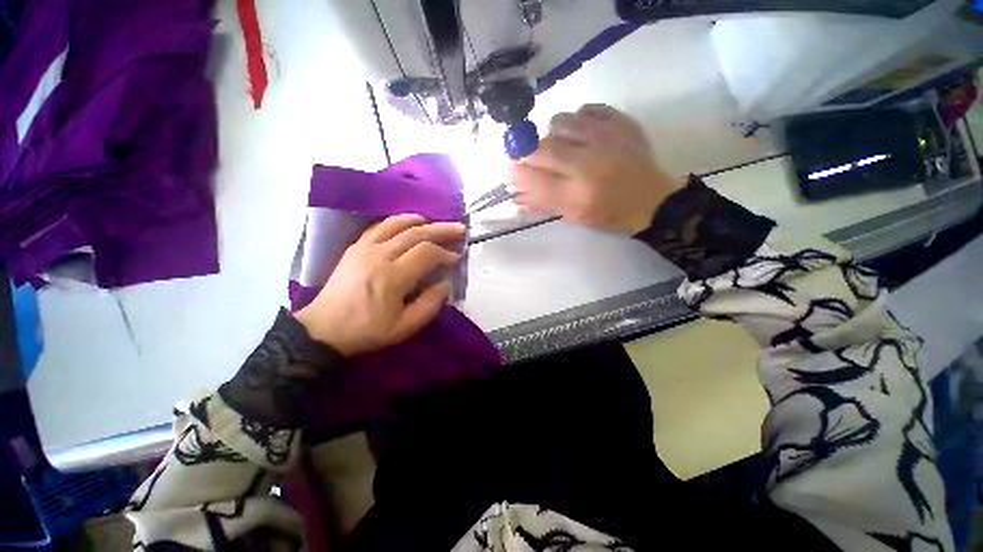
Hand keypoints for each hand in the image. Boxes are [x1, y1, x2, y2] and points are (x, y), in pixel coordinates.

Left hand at [294, 214, 464, 356]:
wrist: (324, 329)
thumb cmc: (367, 330)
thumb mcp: (405, 327)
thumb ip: (430, 305)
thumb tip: (445, 283)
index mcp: (393, 277)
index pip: (426, 253)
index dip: (445, 253)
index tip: (456, 259)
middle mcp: (379, 255)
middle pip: (416, 233)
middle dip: (441, 229)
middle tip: (459, 229)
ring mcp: (365, 248)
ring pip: (397, 224)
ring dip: (421, 221)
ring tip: (436, 222)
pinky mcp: (355, 247)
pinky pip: (379, 226)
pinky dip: (397, 221)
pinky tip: (408, 223)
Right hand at [507, 104, 683, 234]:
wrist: (652, 200)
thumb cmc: (609, 214)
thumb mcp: (574, 216)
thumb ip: (543, 202)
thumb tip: (515, 192)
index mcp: (577, 195)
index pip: (533, 180)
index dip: (514, 172)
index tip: (505, 168)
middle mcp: (589, 165)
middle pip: (542, 147)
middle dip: (527, 152)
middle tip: (530, 156)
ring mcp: (606, 138)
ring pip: (560, 121)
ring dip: (552, 134)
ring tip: (561, 145)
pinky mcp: (621, 122)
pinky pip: (586, 109)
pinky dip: (577, 121)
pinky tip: (582, 135)